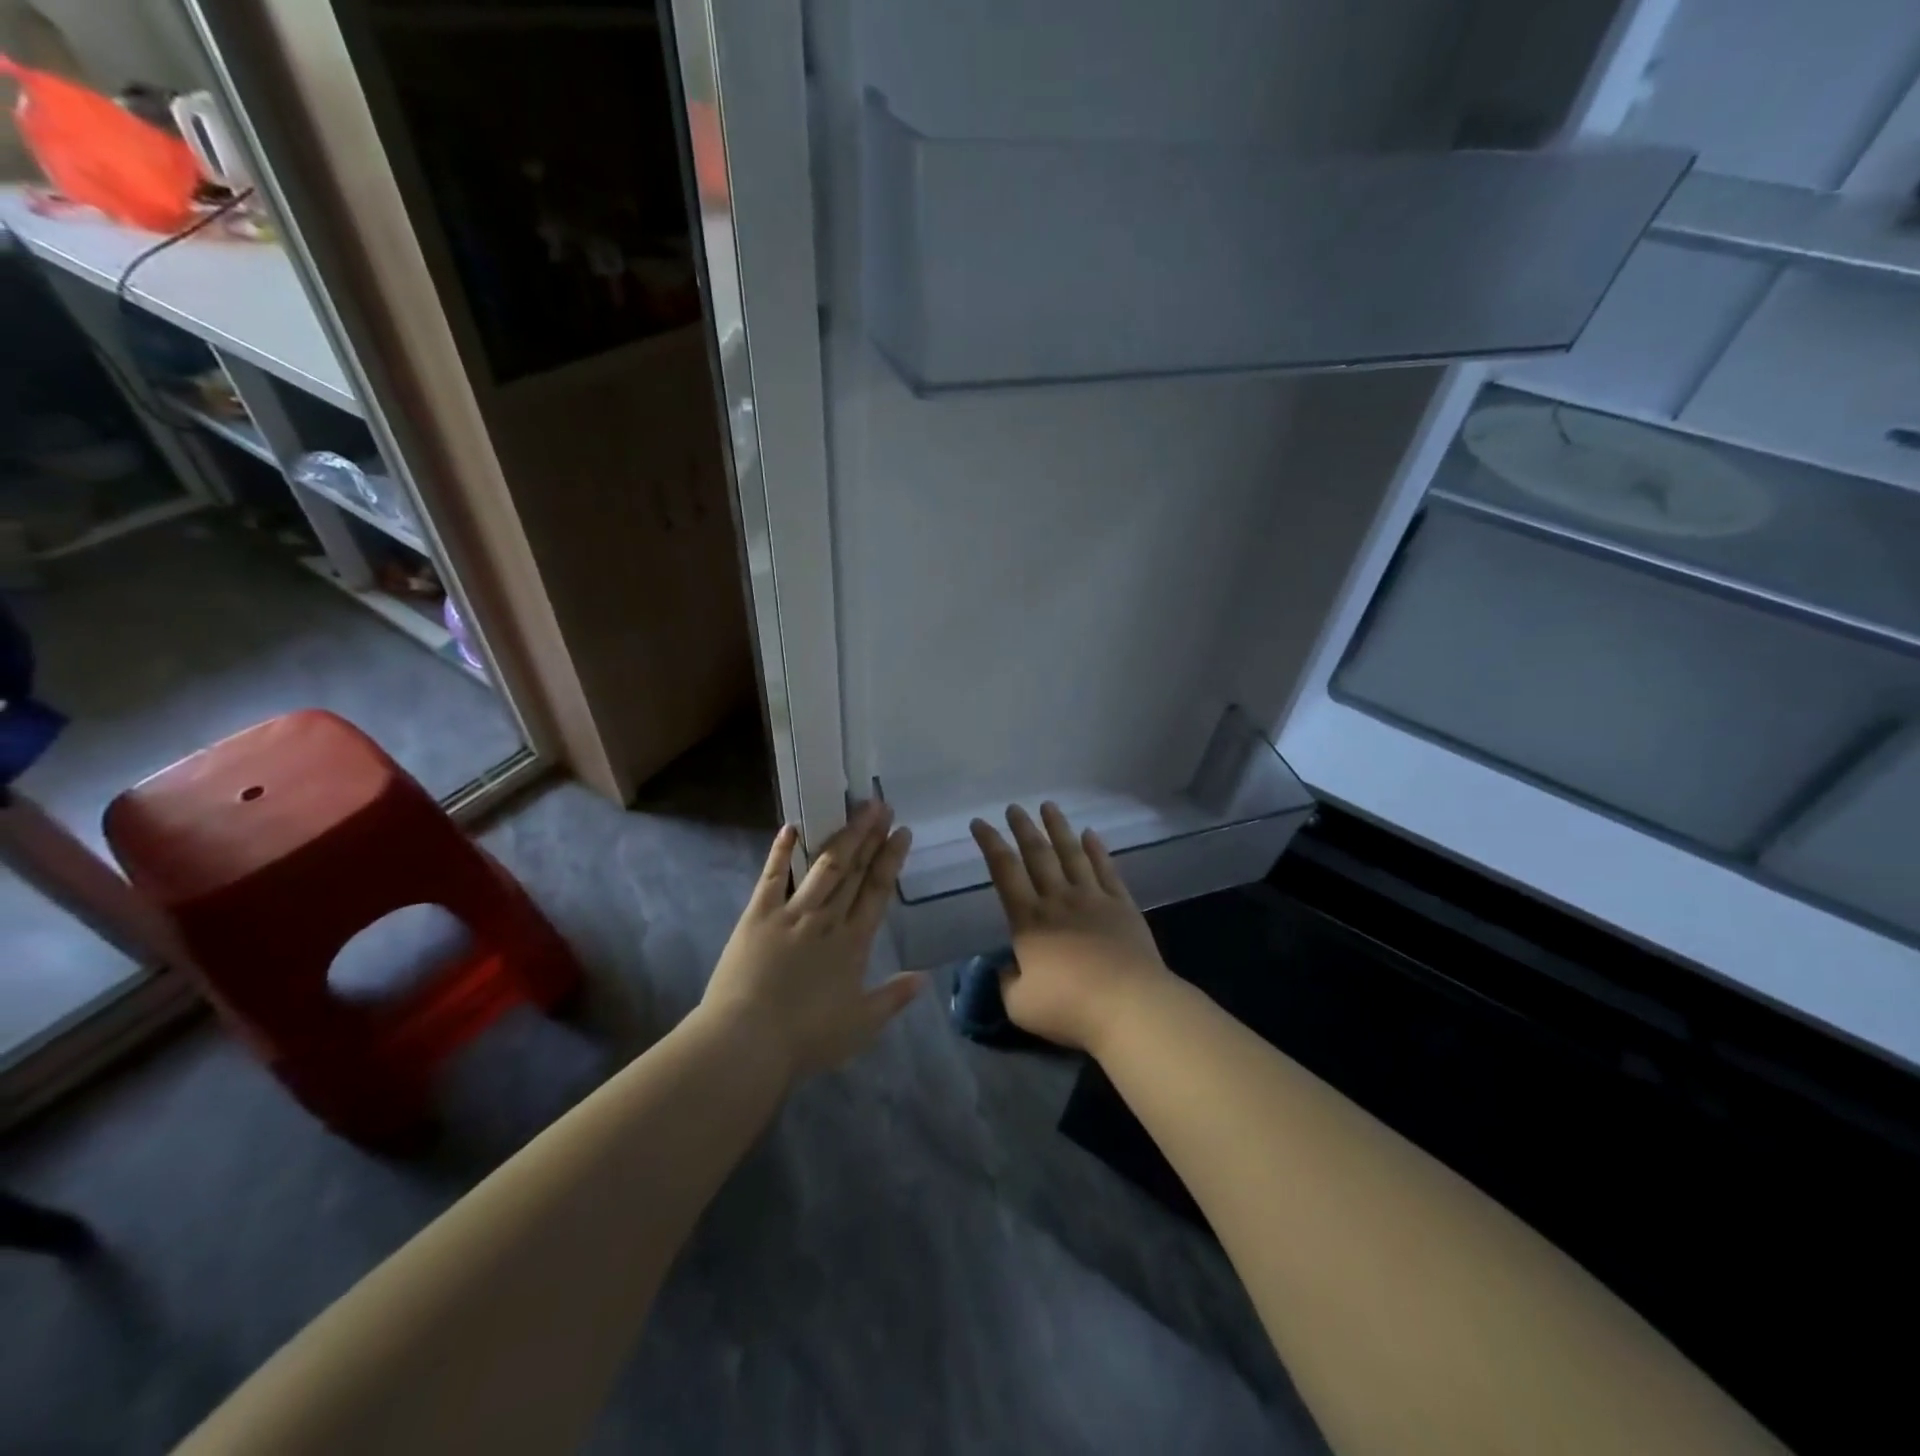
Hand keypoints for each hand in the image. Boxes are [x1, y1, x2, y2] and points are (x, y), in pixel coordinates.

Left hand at [701, 802, 923, 1084]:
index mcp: (853, 943)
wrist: (747, 1042)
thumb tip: (925, 977)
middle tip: (882, 806)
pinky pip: (772, 876)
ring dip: (842, 835)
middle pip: (854, 870)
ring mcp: (792, 913)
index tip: (902, 832)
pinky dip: (782, 851)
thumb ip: (893, 997)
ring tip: (856, 808)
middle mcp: (827, 919)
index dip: (891, 860)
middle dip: (870, 836)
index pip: (878, 891)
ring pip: (824, 866)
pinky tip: (791, 827)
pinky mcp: (758, 915)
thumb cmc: (806, 1038)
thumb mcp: (861, 1025)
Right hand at [970, 803, 1170, 1055]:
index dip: (990, 844)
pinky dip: (1097, 850)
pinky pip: (1106, 869)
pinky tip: (1091, 835)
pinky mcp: (1122, 906)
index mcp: (1029, 920)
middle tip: (1014, 807)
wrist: (1130, 1006)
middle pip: (1038, 854)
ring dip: (1059, 828)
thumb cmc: (1070, 1008)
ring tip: (1049, 806)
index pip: (1004, 871)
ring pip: (1072, 853)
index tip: (979, 823)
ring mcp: (1093, 899)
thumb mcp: (1020, 1005)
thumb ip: (1007, 982)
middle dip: (1023, 828)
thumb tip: (1007, 967)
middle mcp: (1058, 900)